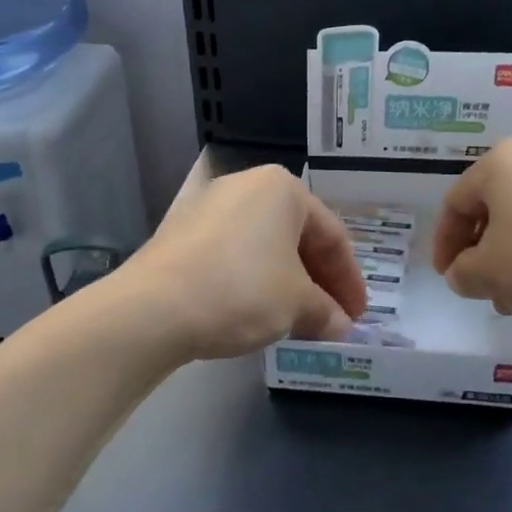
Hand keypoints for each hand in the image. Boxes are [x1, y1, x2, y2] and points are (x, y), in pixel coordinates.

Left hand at [122, 164, 367, 360]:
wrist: (154, 307)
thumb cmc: (242, 290)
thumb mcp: (296, 304)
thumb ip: (325, 312)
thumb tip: (340, 325)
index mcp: (282, 188)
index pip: (332, 235)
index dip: (350, 280)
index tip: (357, 315)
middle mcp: (246, 185)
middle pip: (297, 237)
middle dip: (318, 281)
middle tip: (332, 319)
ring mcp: (209, 206)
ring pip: (264, 246)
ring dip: (287, 283)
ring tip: (298, 319)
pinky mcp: (182, 232)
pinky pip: (234, 253)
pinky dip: (254, 280)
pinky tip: (257, 310)